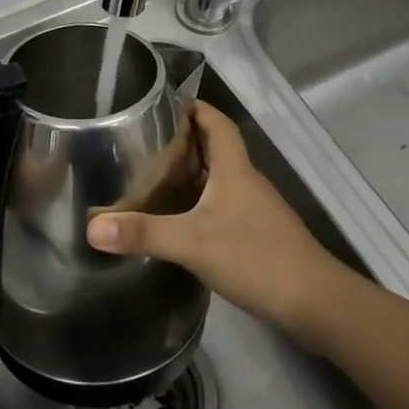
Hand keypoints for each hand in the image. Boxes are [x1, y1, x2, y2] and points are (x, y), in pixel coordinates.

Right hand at [86, 100, 352, 342]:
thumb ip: (143, 233)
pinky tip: (183, 222)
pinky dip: (203, 204)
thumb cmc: (256, 257)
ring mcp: (257, 211)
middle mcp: (247, 182)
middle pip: (217, 149)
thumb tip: (92, 227)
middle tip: (147, 143)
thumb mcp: (192, 243)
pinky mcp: (260, 237)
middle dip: (185, 141)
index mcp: (235, 169)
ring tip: (156, 178)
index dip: (196, 108)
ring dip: (194, 174)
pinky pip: (226, 207)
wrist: (316, 304)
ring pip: (221, 180)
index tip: (166, 104)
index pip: (217, 122)